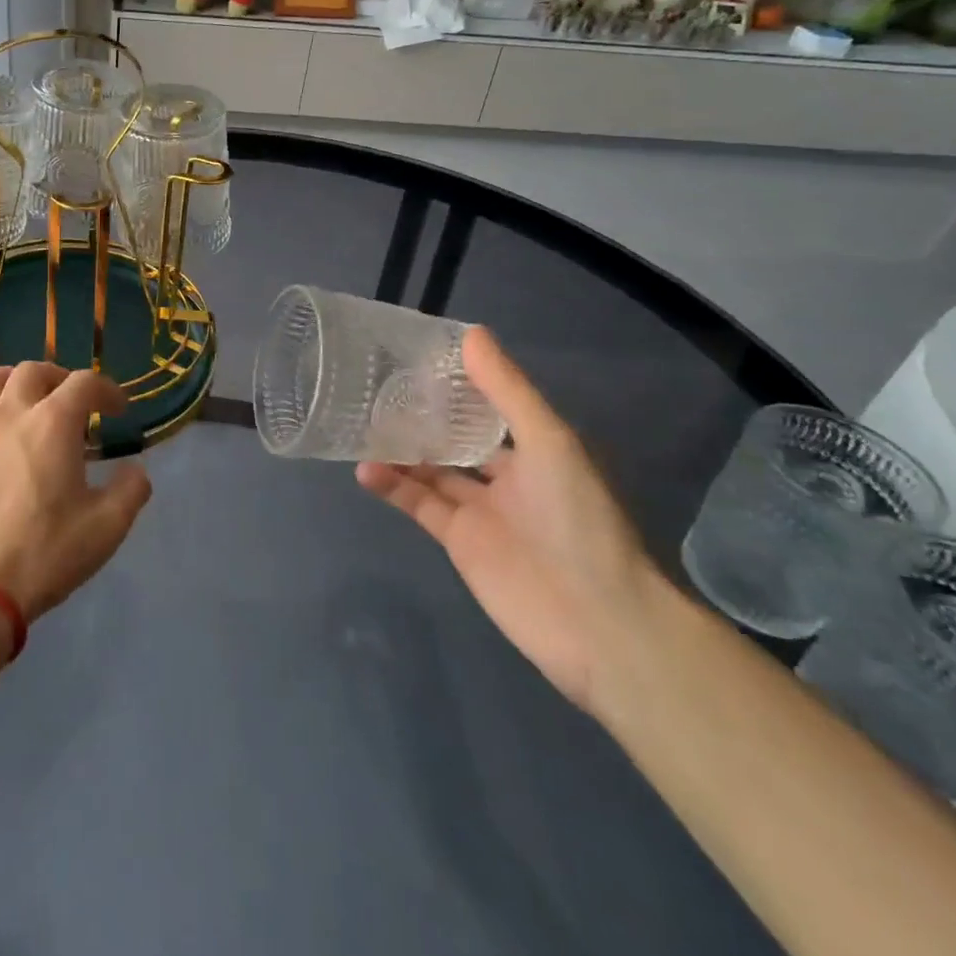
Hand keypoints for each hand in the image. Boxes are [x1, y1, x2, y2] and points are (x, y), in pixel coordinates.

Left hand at [0, 362, 152, 621]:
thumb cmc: (44, 553)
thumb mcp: (105, 528)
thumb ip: (130, 491)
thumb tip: (136, 471)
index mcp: (53, 423)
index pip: (84, 382)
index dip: (107, 390)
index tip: (119, 411)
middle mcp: (12, 414)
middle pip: (35, 370)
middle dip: (62, 378)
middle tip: (77, 404)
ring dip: (19, 380)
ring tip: (34, 403)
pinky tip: (8, 440)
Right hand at [356, 327, 663, 712]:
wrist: (596, 621)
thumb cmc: (578, 519)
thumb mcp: (548, 441)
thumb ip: (507, 390)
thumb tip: (472, 333)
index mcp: (535, 447)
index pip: (489, 405)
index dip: (457, 382)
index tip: (416, 356)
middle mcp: (508, 475)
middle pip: (456, 437)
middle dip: (422, 415)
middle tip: (375, 387)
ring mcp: (481, 511)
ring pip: (431, 470)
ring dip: (399, 450)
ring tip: (359, 423)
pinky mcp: (459, 542)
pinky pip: (419, 505)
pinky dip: (393, 487)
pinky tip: (364, 468)